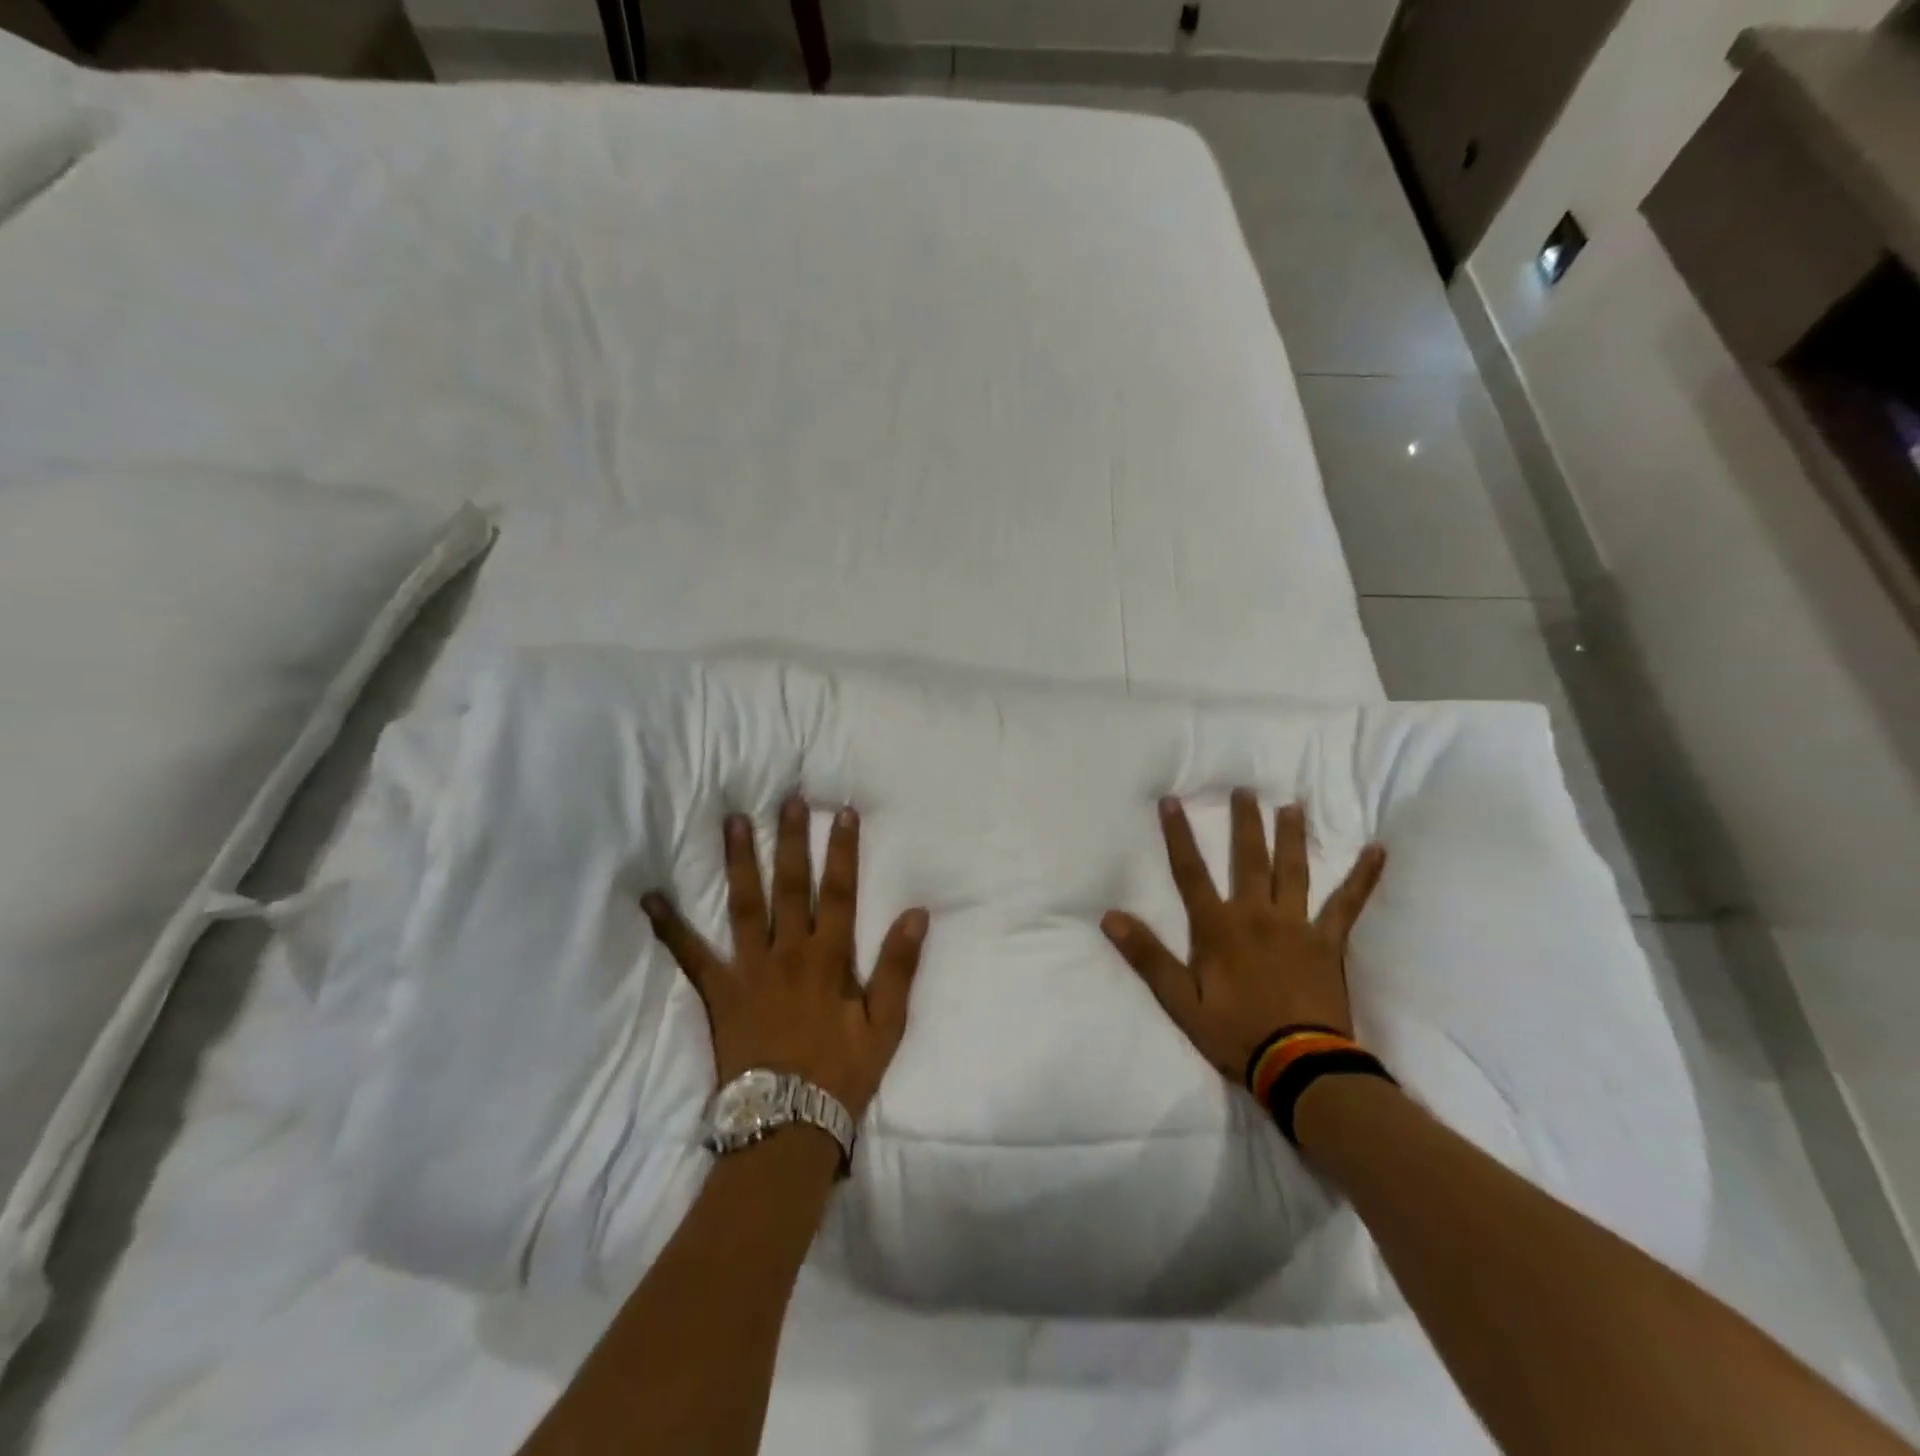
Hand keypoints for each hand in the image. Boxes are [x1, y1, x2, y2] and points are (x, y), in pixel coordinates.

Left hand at [642, 797, 928, 1118]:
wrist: (788, 1125)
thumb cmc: (842, 1073)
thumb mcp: (886, 1025)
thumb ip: (898, 967)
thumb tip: (916, 913)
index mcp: (829, 959)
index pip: (839, 892)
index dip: (843, 851)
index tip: (843, 813)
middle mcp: (788, 953)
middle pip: (790, 886)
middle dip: (791, 840)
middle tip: (787, 800)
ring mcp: (749, 970)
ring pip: (744, 905)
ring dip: (740, 861)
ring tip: (734, 822)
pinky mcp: (719, 992)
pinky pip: (691, 956)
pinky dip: (671, 927)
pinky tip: (652, 898)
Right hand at [1102, 791, 1386, 1084]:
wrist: (1300, 1066)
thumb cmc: (1235, 1034)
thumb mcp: (1180, 1002)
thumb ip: (1148, 956)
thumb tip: (1111, 917)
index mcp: (1218, 927)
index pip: (1190, 871)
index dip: (1178, 835)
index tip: (1172, 801)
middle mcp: (1256, 914)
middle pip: (1248, 859)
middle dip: (1244, 823)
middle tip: (1245, 790)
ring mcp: (1297, 925)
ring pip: (1294, 870)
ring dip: (1292, 836)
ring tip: (1292, 806)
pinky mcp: (1328, 942)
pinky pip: (1348, 904)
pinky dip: (1363, 877)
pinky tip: (1377, 851)